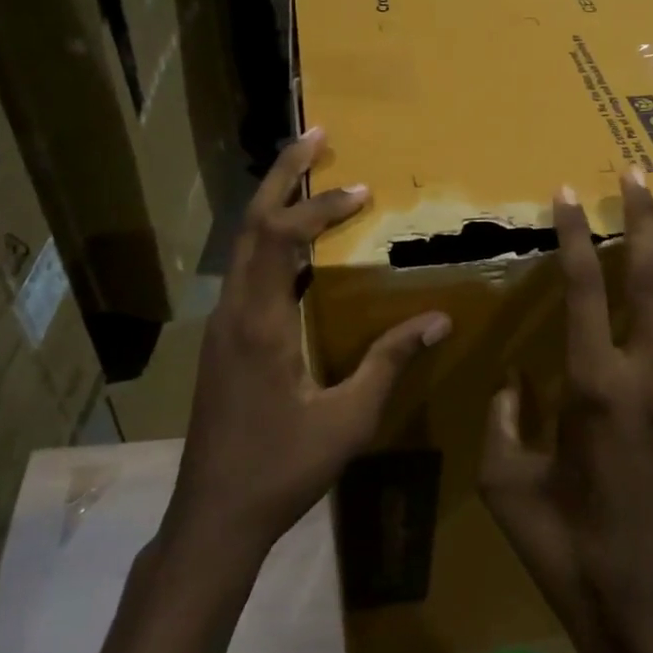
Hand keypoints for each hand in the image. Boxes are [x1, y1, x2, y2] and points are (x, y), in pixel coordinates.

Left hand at [167, 127, 450, 555]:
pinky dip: (272, 241)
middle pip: (251, 223)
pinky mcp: (222, 340)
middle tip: (317, 137)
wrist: (213, 515)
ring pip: (243, 244)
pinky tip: (299, 248)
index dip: (321, 208)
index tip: (363, 193)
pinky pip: (246, 270)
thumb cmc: (280, 471)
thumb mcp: (347, 420)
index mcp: (259, 324)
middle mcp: (233, 311)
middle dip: (283, 175)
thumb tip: (439, 319)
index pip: (281, 238)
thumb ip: (390, 363)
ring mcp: (222, 324)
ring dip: (275, 204)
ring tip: (310, 177)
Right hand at [479, 170, 652, 652]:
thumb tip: (513, 381)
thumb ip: (502, 420)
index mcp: (591, 388)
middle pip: (648, 282)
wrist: (648, 612)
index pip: (581, 291)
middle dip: (640, 222)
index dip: (571, 238)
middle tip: (636, 174)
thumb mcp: (506, 485)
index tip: (566, 194)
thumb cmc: (567, 549)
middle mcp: (648, 379)